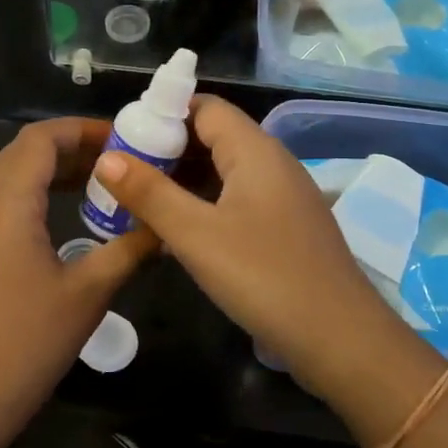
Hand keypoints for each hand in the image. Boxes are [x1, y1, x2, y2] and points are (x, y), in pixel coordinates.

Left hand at [0, 118, 155, 447]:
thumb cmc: (22, 346)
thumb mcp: (87, 296)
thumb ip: (129, 250)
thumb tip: (165, 227)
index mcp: (5, 198)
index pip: (43, 137)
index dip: (84, 130)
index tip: (124, 142)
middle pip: (22, 154)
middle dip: (70, 153)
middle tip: (116, 170)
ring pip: (2, 178)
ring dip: (44, 177)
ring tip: (89, 194)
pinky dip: (21, 201)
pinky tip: (47, 230)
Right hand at [87, 97, 404, 399]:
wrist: (342, 340)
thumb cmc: (265, 278)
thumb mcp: (197, 236)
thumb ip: (150, 194)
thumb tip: (106, 158)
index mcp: (255, 151)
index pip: (204, 107)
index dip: (162, 113)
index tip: (122, 136)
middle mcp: (272, 164)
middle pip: (213, 137)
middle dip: (166, 150)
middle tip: (121, 173)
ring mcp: (282, 198)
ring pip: (223, 173)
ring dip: (182, 181)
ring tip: (137, 201)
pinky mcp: (284, 229)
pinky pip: (235, 201)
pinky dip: (203, 206)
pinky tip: (175, 232)